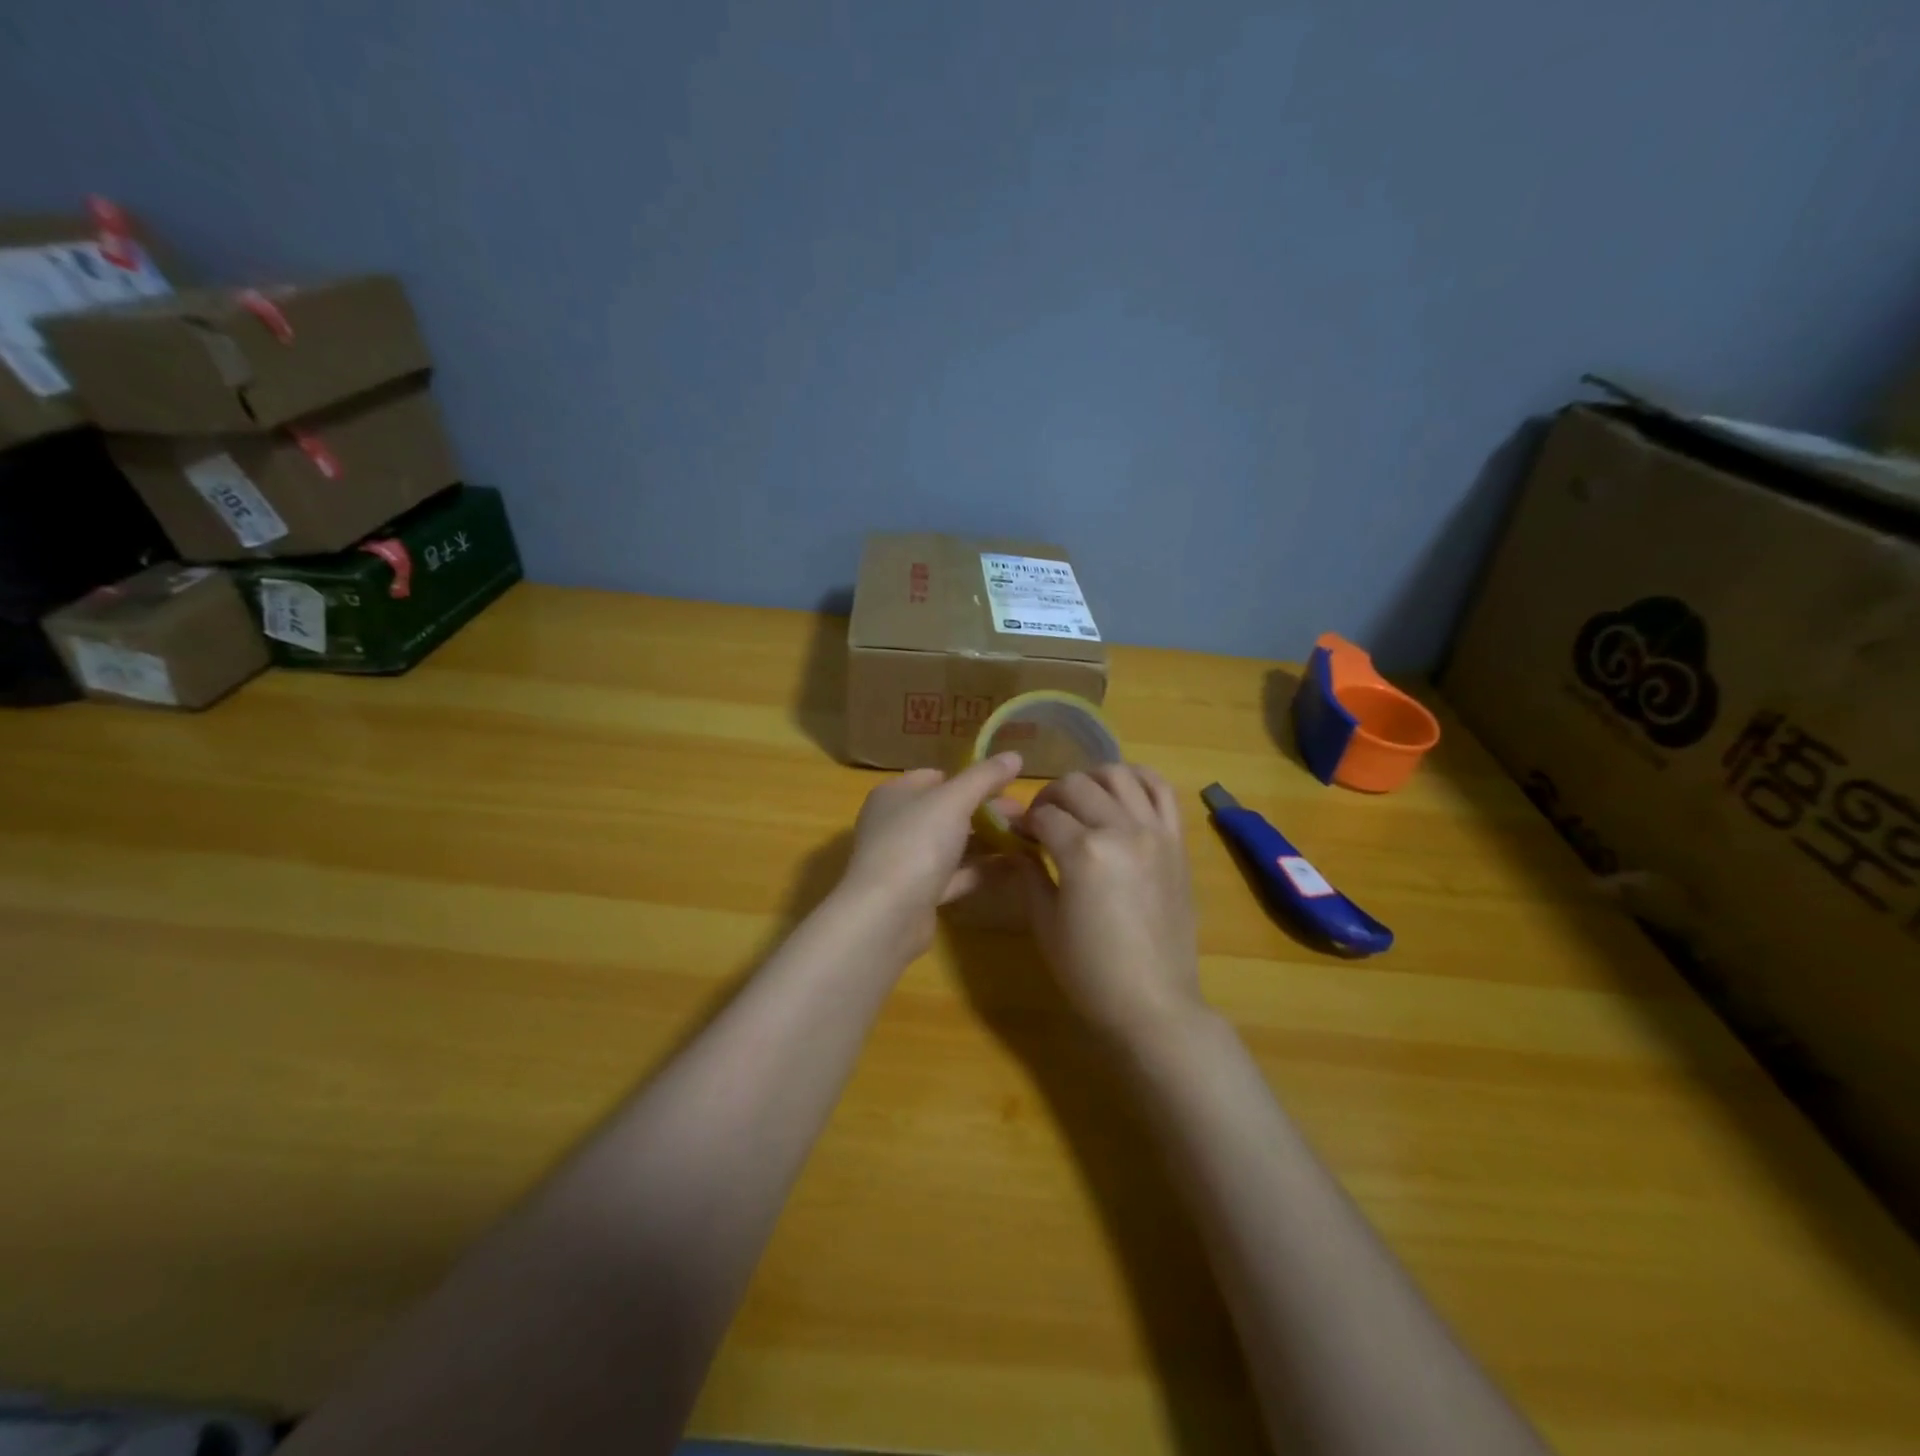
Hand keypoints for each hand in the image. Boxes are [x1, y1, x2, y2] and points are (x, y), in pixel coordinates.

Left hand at [839, 753, 1024, 955]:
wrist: (887, 914)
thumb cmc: (916, 843)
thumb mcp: (954, 800)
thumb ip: (985, 777)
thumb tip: (1015, 755)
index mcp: (895, 795)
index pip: (936, 777)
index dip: (971, 778)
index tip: (1008, 785)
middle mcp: (897, 824)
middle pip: (947, 811)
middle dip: (986, 811)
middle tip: (1026, 815)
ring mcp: (907, 861)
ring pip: (953, 845)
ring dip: (988, 841)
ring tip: (1028, 838)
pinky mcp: (920, 894)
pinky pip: (956, 875)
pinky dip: (982, 870)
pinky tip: (1016, 866)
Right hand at [1017, 764, 1205, 1043]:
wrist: (1153, 1003)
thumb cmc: (1089, 971)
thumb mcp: (1045, 923)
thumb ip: (1030, 874)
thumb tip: (1019, 844)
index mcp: (1083, 851)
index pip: (1044, 815)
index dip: (1024, 820)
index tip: (1016, 832)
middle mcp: (1121, 829)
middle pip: (1076, 786)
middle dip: (1050, 797)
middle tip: (1042, 820)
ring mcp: (1155, 831)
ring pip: (1119, 775)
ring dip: (1091, 779)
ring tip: (1080, 800)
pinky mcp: (1177, 841)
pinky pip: (1162, 790)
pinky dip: (1139, 778)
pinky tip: (1121, 790)